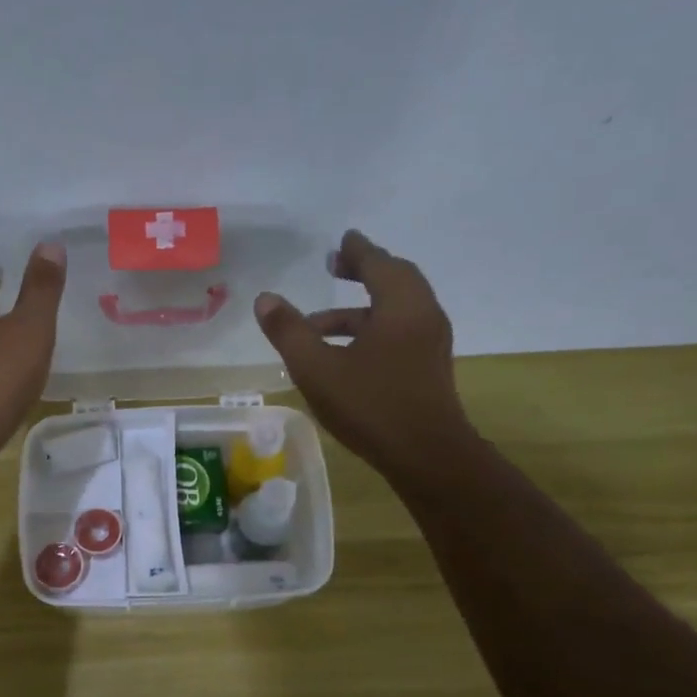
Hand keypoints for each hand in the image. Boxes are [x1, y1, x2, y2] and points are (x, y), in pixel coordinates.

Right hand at [254, 229, 473, 494]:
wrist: (427, 456)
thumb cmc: (371, 406)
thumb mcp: (318, 369)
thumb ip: (289, 332)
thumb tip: (265, 299)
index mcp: (400, 305)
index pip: (378, 262)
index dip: (357, 250)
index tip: (342, 240)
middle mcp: (423, 315)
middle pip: (394, 280)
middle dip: (363, 272)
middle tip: (334, 268)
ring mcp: (430, 343)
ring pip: (395, 310)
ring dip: (359, 310)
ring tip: (318, 325)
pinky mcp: (429, 367)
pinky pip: (400, 332)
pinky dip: (372, 329)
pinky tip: (344, 355)